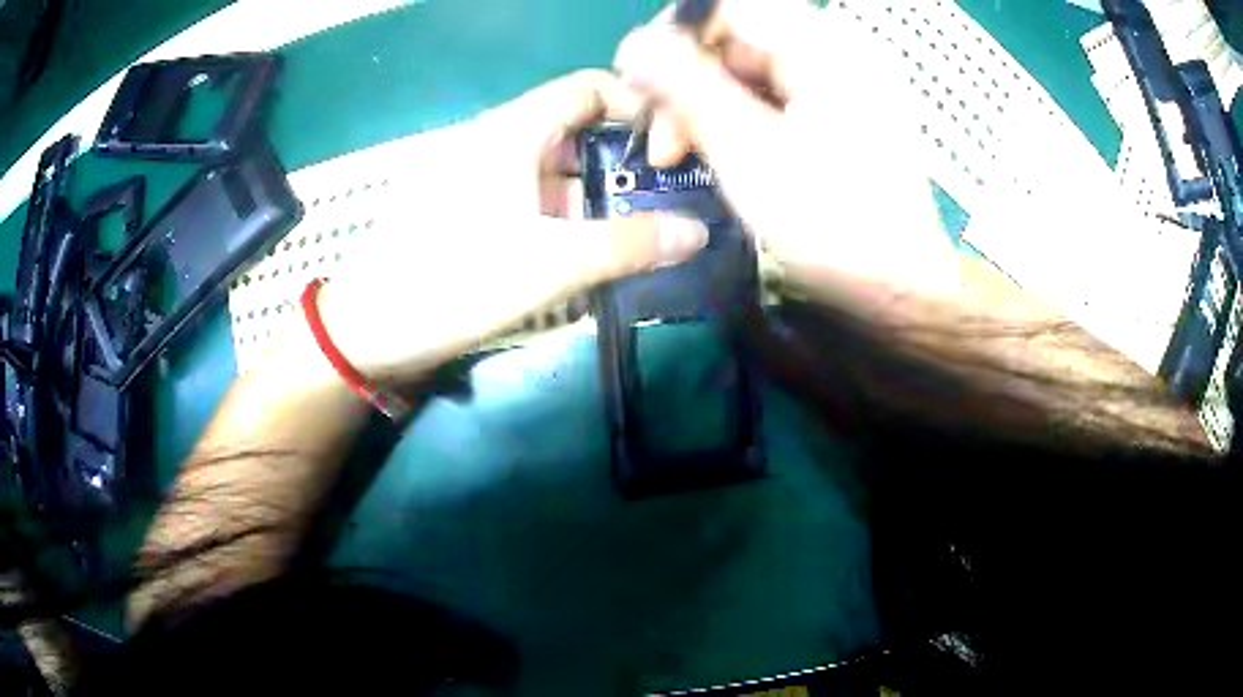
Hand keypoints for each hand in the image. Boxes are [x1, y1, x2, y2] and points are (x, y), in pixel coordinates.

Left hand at [306, 70, 709, 381]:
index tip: (671, 147)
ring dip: (594, 189)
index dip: (636, 105)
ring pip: (551, 164)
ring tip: (637, 227)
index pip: (589, 88)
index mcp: (511, 130)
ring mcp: (475, 172)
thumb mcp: (549, 265)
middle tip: (665, 197)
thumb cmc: (452, 283)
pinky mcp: (464, 205)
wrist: (367, 329)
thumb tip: (697, 232)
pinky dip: (562, 210)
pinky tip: (584, 246)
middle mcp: (493, 139)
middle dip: (623, 156)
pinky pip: (526, 192)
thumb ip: (628, 245)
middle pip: (574, 126)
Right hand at [614, 0, 959, 311]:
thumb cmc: (832, 226)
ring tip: (678, 157)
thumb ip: (687, 88)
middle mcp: (837, 53)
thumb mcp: (749, 152)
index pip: (728, 7)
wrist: (900, 290)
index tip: (641, 82)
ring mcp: (842, 85)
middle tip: (660, 141)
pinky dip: (736, 120)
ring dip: (704, 106)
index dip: (676, 35)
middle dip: (686, 82)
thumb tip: (634, 45)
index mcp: (825, 48)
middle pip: (737, 39)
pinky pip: (772, 97)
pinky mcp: (840, 114)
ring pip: (749, 71)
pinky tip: (718, 155)